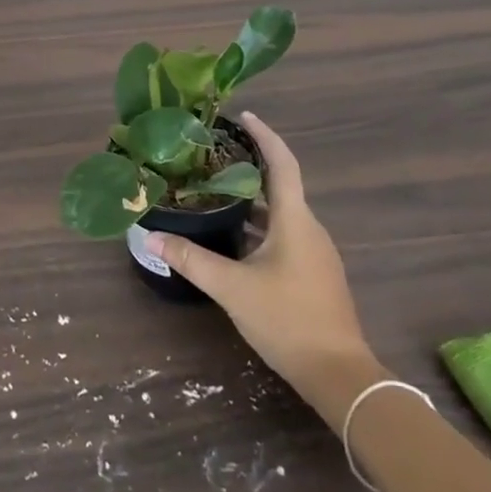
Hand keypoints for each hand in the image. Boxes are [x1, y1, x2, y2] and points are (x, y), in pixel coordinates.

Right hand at [143, 112, 383, 428]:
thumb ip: (191, 259)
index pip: (282, 163)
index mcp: (295, 220)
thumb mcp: (232, 288)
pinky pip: (285, 234)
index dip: (264, 135)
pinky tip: (235, 237)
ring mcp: (315, 253)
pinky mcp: (314, 274)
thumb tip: (151, 235)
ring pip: (281, 212)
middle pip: (281, 184)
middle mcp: (309, 228)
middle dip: (251, 166)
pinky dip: (260, 224)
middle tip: (215, 154)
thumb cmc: (287, 319)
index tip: (243, 116)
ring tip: (217, 191)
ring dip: (253, 199)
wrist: (340, 376)